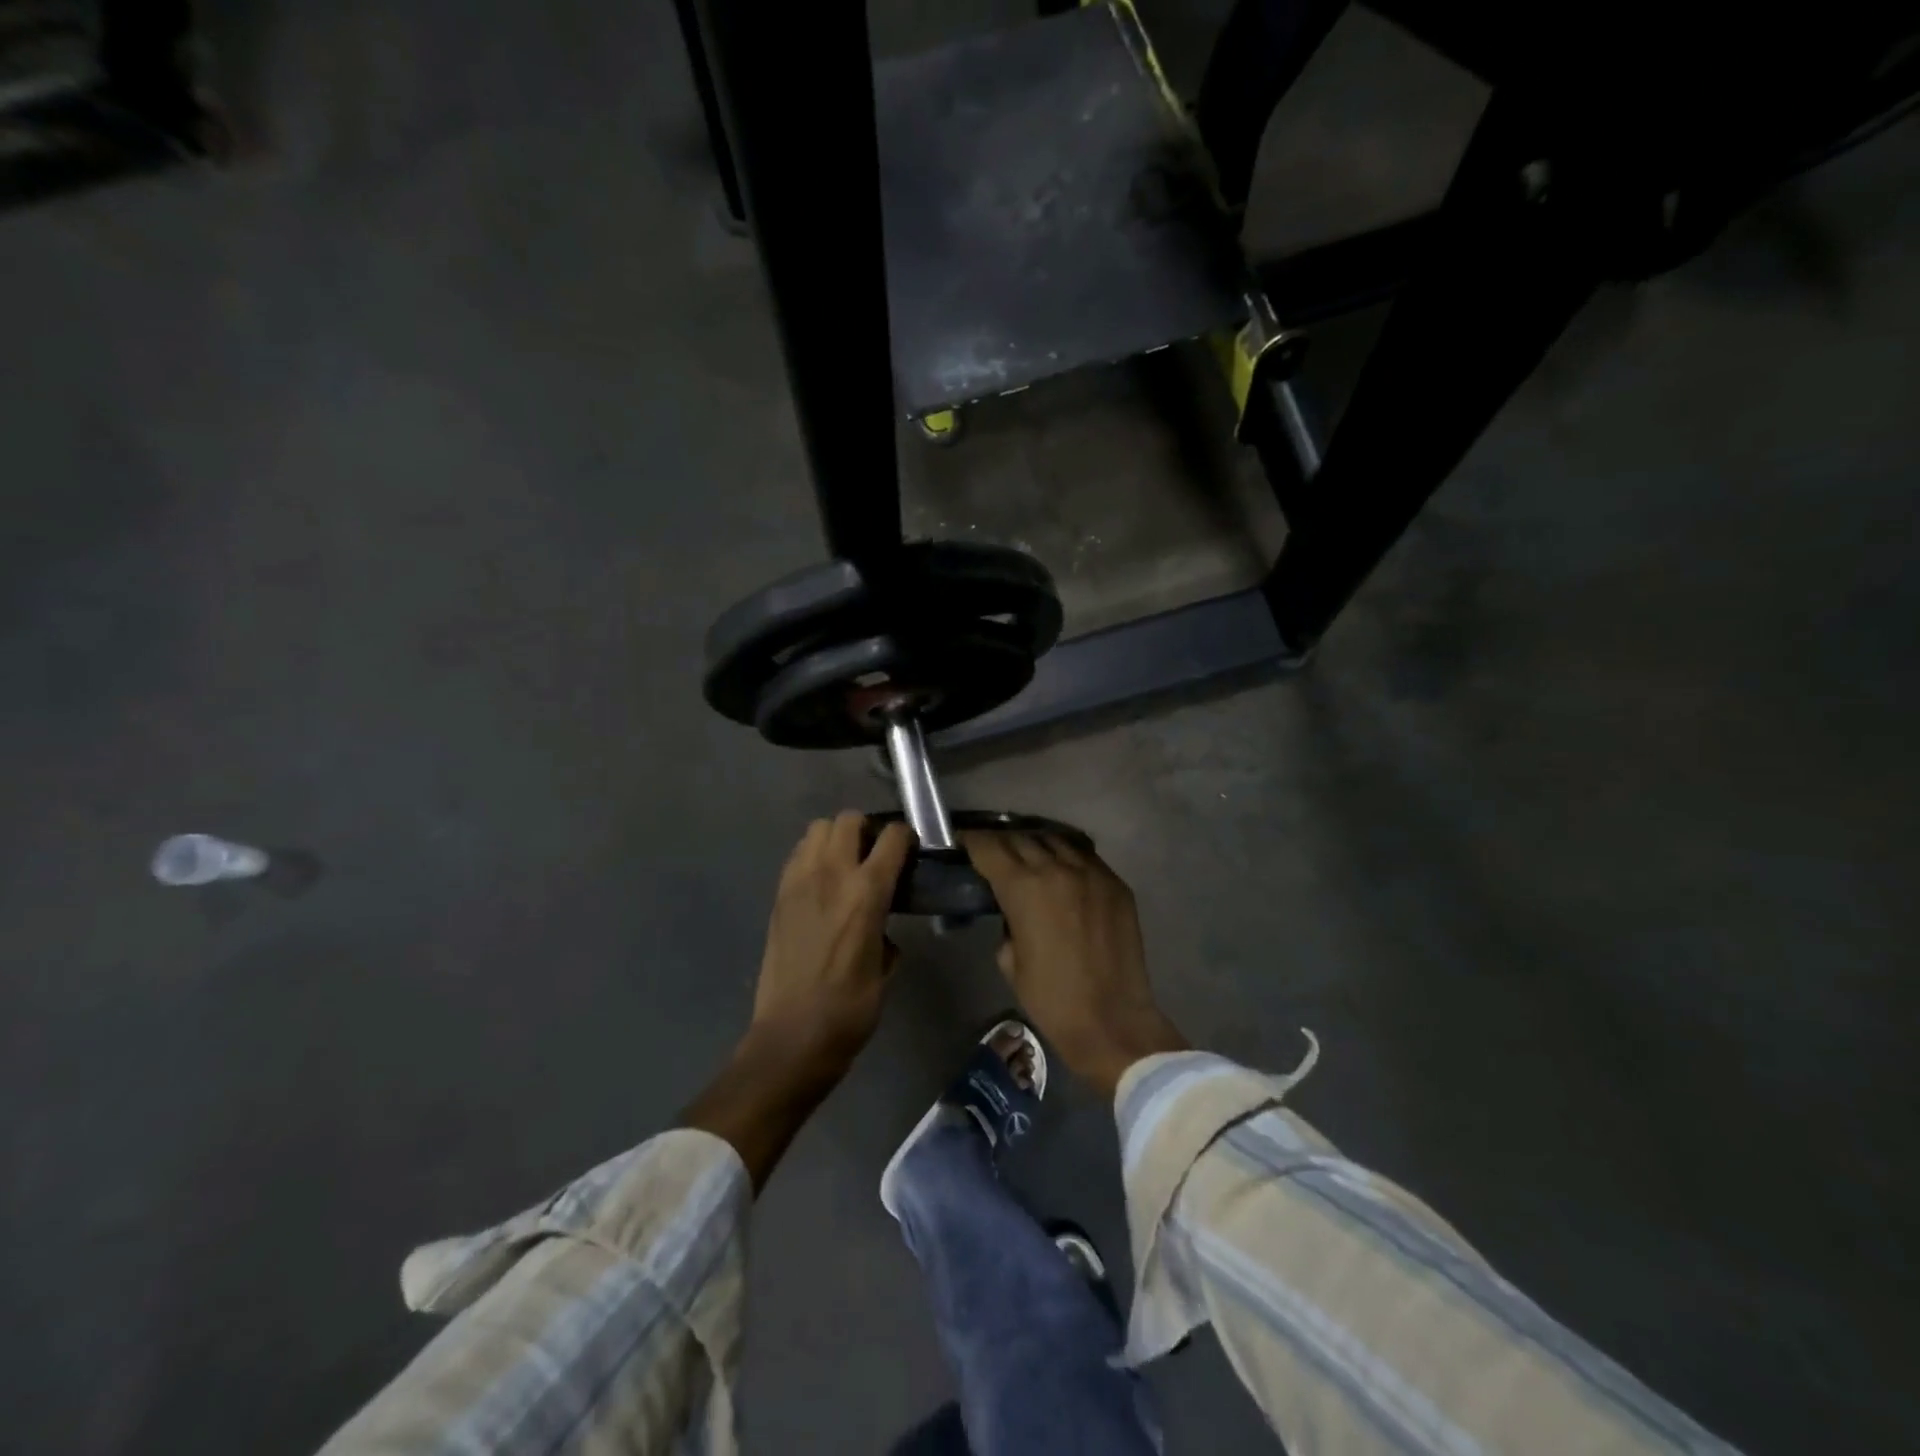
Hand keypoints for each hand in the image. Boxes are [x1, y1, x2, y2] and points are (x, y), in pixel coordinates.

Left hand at [683, 813, 912, 1192]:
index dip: (905, 837)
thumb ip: (888, 934)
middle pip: (848, 820)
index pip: (892, 837)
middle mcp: (831, 875)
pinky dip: (812, 856)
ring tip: (845, 864)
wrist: (791, 1037)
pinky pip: (797, 855)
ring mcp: (799, 882)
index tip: (910, 851)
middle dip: (866, 829)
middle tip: (874, 855)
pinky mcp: (778, 896)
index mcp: (867, 893)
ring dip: (835, 838)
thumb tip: (883, 928)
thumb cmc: (849, 1010)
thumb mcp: (887, 970)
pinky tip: (821, 883)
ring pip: (817, 829)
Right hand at [963, 831, 1187, 1098]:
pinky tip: (1062, 871)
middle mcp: (1058, 869)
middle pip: (1021, 838)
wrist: (1112, 1021)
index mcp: (1024, 888)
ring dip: (1036, 845)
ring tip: (1028, 856)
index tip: (963, 842)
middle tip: (993, 853)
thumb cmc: (1052, 999)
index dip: (972, 841)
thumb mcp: (1009, 961)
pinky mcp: (1117, 884)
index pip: (990, 847)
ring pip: (1056, 840)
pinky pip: (1085, 857)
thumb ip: (1006, 923)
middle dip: (1002, 843)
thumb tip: (1014, 910)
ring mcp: (1092, 873)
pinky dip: (1067, 857)